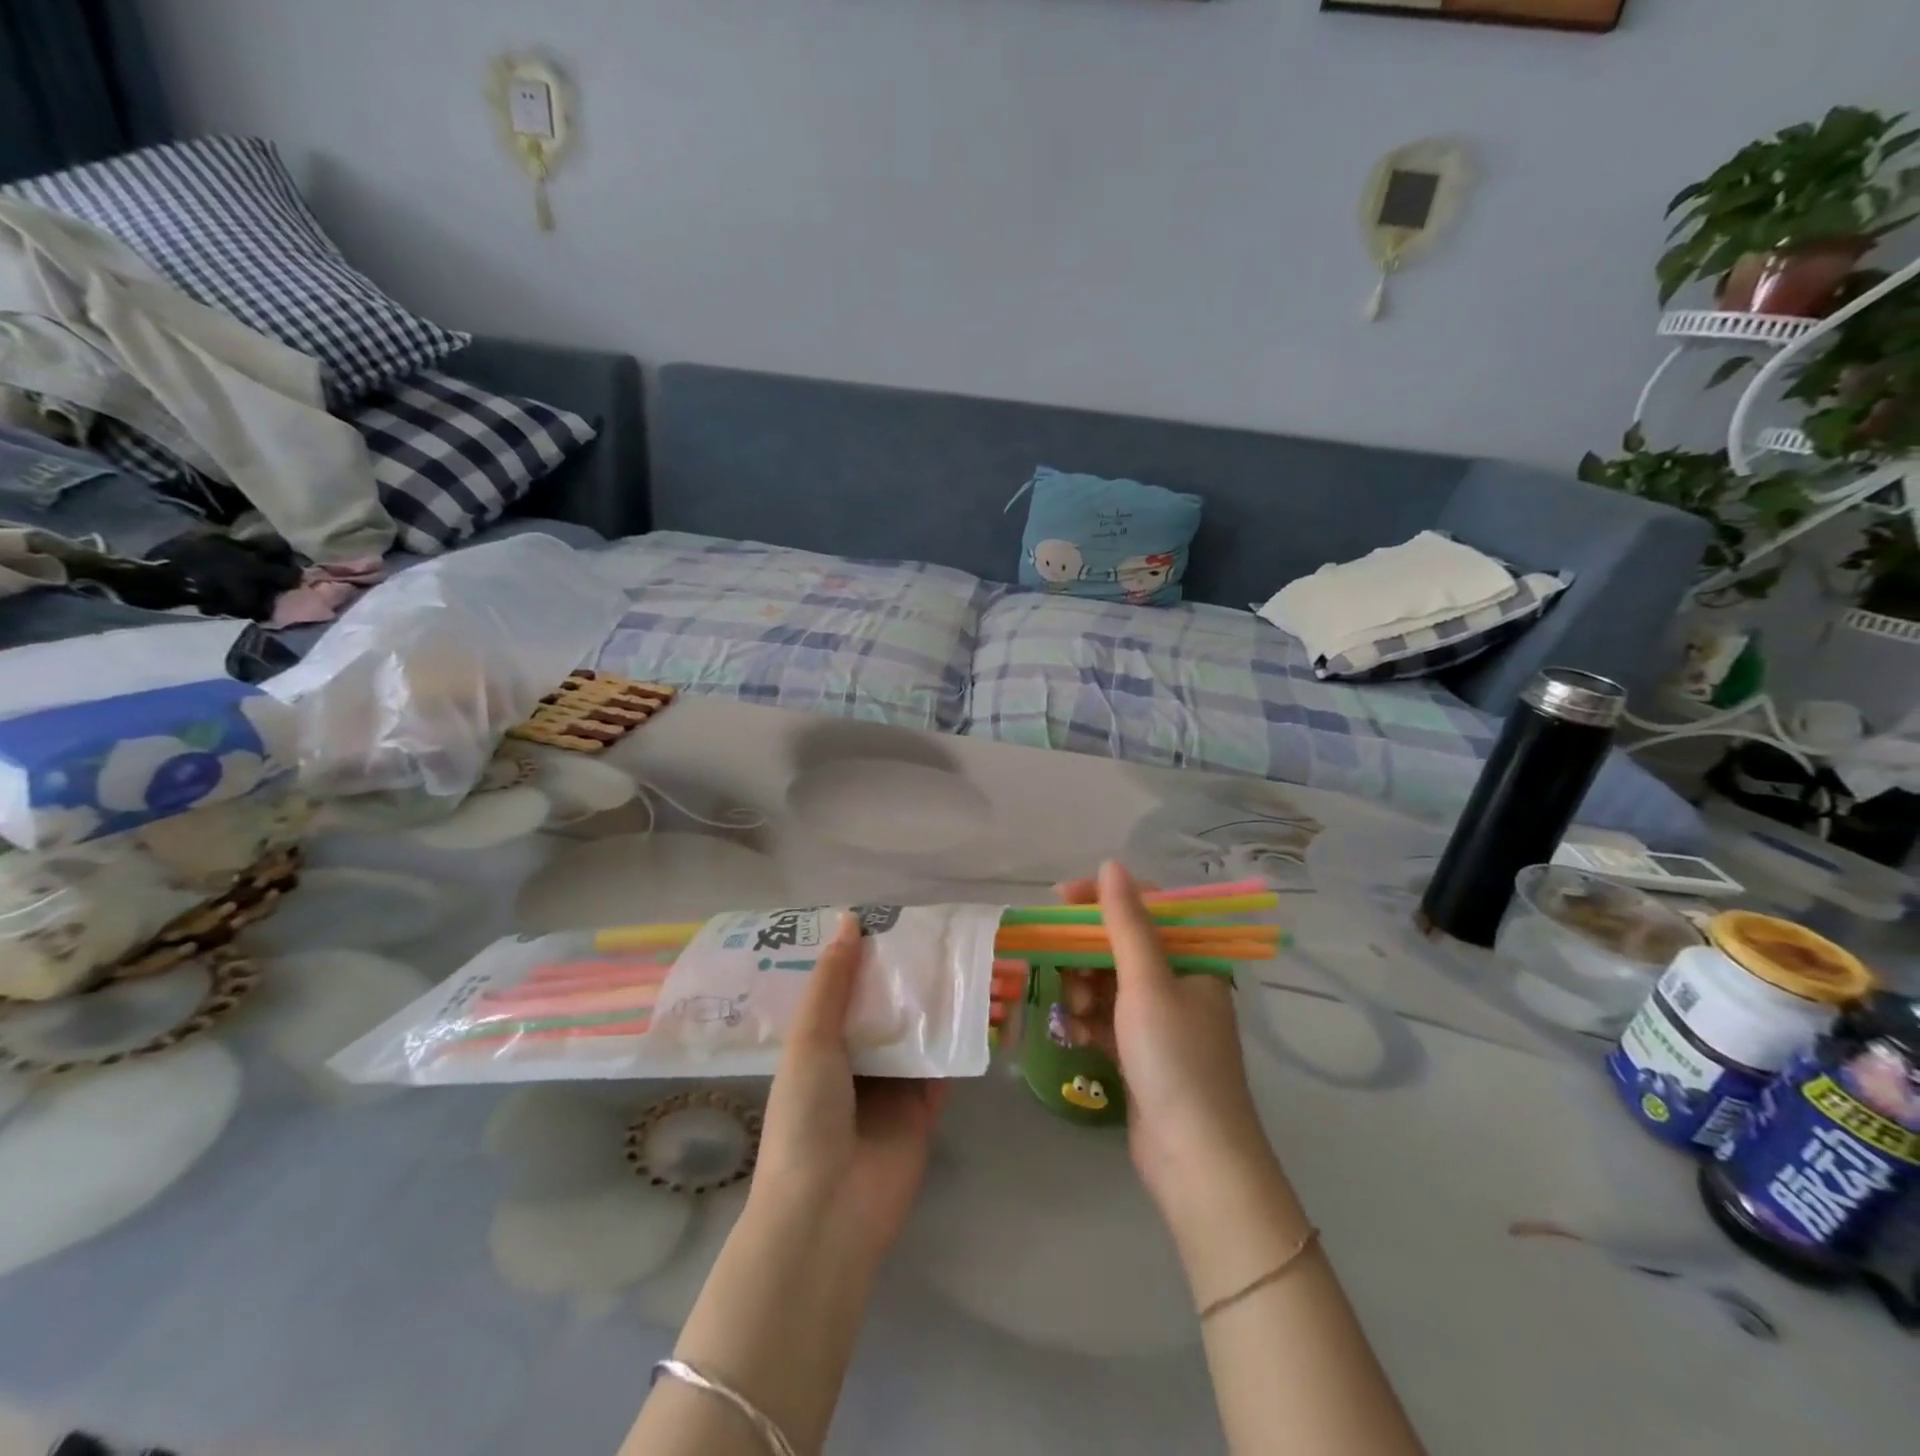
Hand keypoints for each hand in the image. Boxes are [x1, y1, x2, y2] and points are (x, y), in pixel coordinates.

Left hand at [752, 914, 947, 1268]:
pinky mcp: (925, 1107)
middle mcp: (858, 1057)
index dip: (871, 954)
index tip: (898, 917)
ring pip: (923, 1028)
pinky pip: (947, 1062)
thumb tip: (850, 920)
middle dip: (916, 973)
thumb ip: (833, 981)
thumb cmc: (806, 1115)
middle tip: (949, 933)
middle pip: (891, 1004)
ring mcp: (893, 1083)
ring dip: (947, 999)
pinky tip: (987, 1003)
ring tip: (976, 960)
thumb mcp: (810, 1038)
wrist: (829, 1210)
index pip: (849, 986)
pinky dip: (965, 1036)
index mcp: (821, 1041)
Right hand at [1056, 863, 1278, 1223]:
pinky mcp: (1142, 1052)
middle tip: (1059, 965)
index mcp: (1194, 959)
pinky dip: (1088, 1019)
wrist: (1195, 1160)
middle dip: (1087, 953)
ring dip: (1084, 988)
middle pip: (1122, 946)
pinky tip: (1074, 1032)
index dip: (1102, 899)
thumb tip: (1111, 865)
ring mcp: (1161, 1020)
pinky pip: (1107, 1018)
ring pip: (1109, 982)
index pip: (1146, 908)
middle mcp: (1180, 983)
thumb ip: (1126, 922)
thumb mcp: (1147, 983)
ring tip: (1074, 1009)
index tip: (1060, 900)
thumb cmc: (1175, 1059)